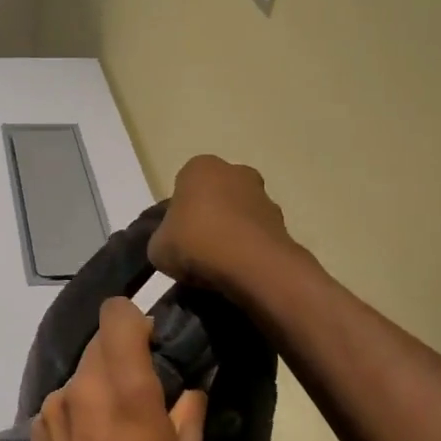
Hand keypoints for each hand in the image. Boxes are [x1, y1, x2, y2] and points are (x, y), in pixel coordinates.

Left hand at [31, 299, 207, 440]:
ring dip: (100, 381)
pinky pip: (65, 397)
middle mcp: (84, 384)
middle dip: (122, 354)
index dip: (135, 321)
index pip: (117, 314)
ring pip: (82, 370)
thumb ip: (190, 408)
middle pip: (100, 341)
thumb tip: (192, 382)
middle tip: (142, 388)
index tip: (152, 345)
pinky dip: (80, 406)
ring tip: (115, 423)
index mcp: (125, 386)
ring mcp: (54, 403)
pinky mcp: (37, 424)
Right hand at [149, 155, 297, 297]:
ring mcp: (264, 196)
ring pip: (239, 215)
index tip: (175, 236)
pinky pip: (256, 236)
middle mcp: (235, 172)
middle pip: (215, 196)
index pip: (183, 186)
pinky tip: (237, 272)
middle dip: (208, 217)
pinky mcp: (283, 223)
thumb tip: (171, 245)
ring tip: (218, 267)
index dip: (178, 213)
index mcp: (200, 168)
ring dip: (231, 234)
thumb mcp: (157, 247)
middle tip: (195, 249)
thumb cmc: (196, 243)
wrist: (252, 266)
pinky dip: (248, 250)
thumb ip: (162, 240)